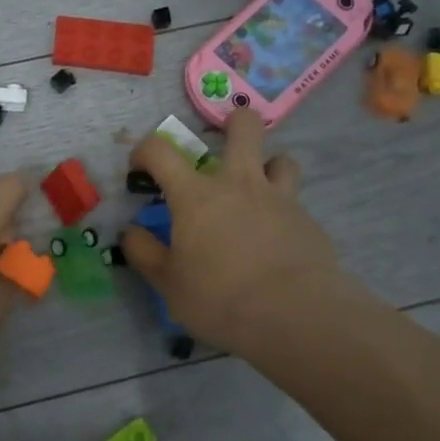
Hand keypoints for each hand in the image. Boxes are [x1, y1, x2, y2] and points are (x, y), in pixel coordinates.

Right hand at [120, 109, 363, 361]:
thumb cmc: (220, 298)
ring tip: (257, 191)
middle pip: (244, 126)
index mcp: (196, 195)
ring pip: (281, 159)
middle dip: (232, 123)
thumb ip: (145, 253)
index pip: (160, 150)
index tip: (140, 170)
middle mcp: (239, 184)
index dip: (144, 151)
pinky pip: (295, 203)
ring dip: (267, 167)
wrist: (296, 317)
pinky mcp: (309, 222)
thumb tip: (130, 232)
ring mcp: (280, 199)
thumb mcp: (168, 284)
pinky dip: (283, 213)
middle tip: (222, 143)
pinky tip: (277, 242)